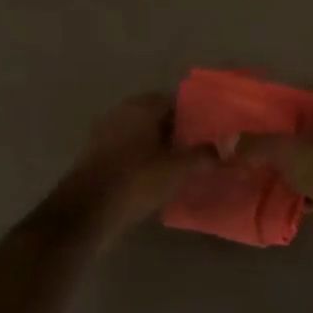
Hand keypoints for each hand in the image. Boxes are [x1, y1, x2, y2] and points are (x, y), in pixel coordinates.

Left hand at [50, 94, 210, 239]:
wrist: (87, 210)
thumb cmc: (135, 181)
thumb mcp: (176, 170)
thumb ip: (202, 156)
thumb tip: (225, 150)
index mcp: (142, 107)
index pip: (176, 102)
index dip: (196, 116)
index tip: (212, 133)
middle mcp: (122, 112)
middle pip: (158, 117)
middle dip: (178, 132)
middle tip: (200, 150)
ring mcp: (106, 132)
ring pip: (142, 133)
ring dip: (160, 146)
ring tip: (182, 165)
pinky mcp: (96, 153)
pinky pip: (128, 149)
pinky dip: (143, 158)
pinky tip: (157, 177)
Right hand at [238, 79, 312, 236]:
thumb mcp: (290, 152)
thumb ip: (259, 145)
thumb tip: (228, 142)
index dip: (300, 91)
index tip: (276, 103)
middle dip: (295, 128)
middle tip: (267, 133)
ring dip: (300, 159)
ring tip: (270, 163)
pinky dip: (307, 186)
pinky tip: (285, 192)